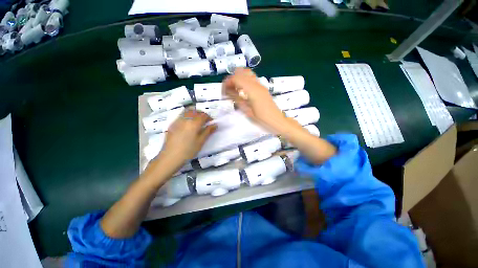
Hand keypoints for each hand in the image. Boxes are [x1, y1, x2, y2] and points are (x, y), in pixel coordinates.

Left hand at [158, 109, 216, 170]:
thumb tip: (215, 125)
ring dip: (194, 113)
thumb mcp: (201, 141)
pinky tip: (188, 125)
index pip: (203, 115)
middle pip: (195, 111)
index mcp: (194, 123)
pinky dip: (187, 116)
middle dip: (201, 114)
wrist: (170, 157)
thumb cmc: (188, 150)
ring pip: (187, 111)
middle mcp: (185, 119)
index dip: (209, 117)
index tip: (211, 122)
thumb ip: (208, 131)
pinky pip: (181, 115)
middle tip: (205, 121)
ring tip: (197, 121)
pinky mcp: (172, 124)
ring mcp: (177, 121)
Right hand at [222, 68, 288, 133]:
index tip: (223, 94)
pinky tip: (242, 92)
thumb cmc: (262, 120)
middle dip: (231, 80)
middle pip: (240, 72)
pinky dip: (243, 81)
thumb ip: (237, 99)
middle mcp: (256, 84)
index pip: (235, 78)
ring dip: (237, 79)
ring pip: (246, 73)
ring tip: (234, 91)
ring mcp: (260, 85)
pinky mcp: (262, 88)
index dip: (226, 84)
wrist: (277, 121)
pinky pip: (251, 78)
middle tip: (228, 92)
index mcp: (252, 90)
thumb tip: (228, 91)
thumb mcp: (247, 111)